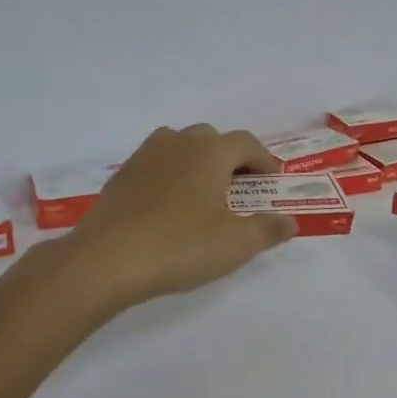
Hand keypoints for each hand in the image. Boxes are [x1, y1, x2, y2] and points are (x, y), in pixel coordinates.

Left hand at [62, 125, 294, 308]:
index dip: (264, 160)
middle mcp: (178, 143)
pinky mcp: (121, 176)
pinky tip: (168, 205)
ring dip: (196, 161)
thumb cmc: (180, 246)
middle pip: (212, 138)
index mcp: (210, 152)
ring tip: (203, 191)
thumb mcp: (235, 244)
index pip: (246, 143)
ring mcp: (145, 156)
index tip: (273, 181)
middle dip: (230, 158)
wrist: (107, 259)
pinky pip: (155, 164)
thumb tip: (289, 221)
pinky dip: (169, 174)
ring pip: (179, 145)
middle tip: (240, 188)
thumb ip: (267, 230)